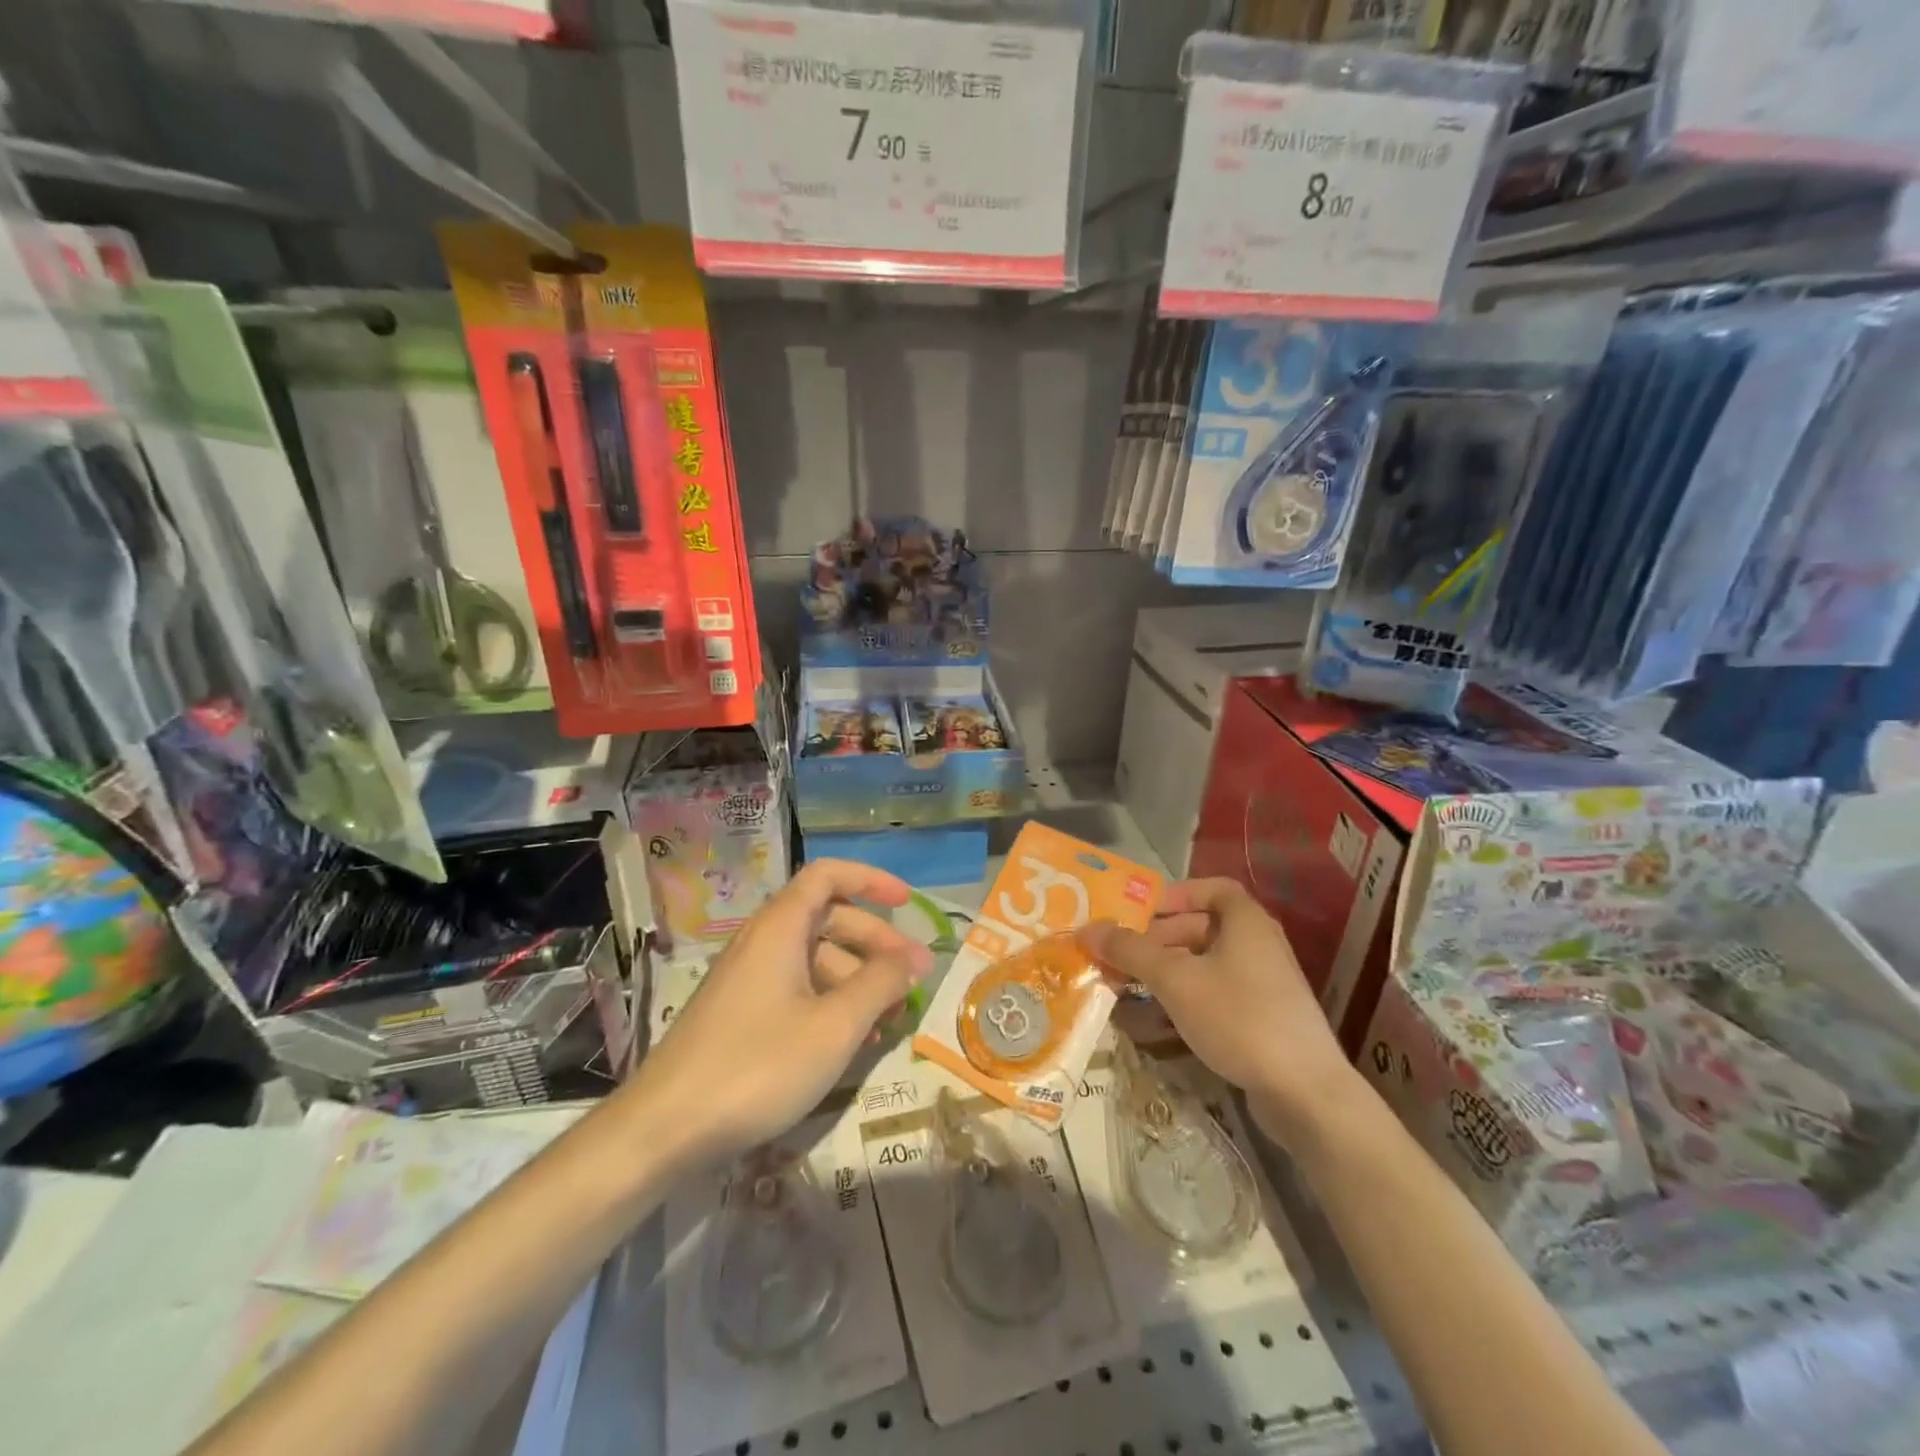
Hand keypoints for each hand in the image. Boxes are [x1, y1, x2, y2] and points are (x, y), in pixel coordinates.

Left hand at [631, 860, 932, 1166]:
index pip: (828, 876)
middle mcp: (763, 942)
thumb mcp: (834, 1026)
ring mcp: (749, 980)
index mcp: (780, 928)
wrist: (663, 1130)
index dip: (870, 880)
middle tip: (913, 978)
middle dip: (876, 942)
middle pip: (828, 919)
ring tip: (890, 1020)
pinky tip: (852, 1041)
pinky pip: (796, 990)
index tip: (907, 904)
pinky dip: (831, 1003)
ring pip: (815, 959)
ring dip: (858, 979)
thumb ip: (880, 984)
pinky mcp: (741, 1014)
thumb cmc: (757, 1066)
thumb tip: (914, 957)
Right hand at [1079, 878, 1365, 1143]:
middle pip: (1203, 927)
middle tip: (1123, 955)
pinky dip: (1187, 999)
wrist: (1305, 1092)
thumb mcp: (1175, 980)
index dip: (1175, 894)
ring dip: (1168, 972)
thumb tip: (1087, 928)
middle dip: (1159, 939)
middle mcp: (1260, 944)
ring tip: (1130, 987)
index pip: (1212, 888)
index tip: (1141, 912)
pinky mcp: (1265, 1019)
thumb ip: (1131, 951)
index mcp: (1246, 921)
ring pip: (1207, 965)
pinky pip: (1218, 995)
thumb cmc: (1238, 1017)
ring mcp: (1265, 984)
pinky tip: (1158, 1022)